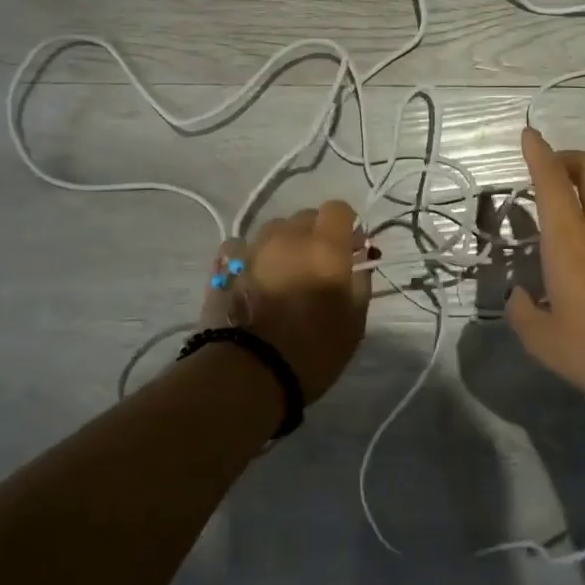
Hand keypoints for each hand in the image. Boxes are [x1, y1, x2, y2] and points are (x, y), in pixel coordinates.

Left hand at [200, 200, 371, 404]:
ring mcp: (252, 248)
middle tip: (319, 266)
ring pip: (274, 231)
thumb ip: (360, 283)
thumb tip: (360, 261)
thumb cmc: (313, 352)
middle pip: (305, 218)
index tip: (350, 248)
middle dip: (316, 235)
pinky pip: (242, 247)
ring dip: (284, 245)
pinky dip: (251, 256)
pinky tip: (253, 278)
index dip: (346, 225)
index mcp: (325, 247)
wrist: (248, 375)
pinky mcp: (223, 265)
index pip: (338, 209)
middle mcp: (288, 237)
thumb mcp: (354, 324)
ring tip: (284, 275)